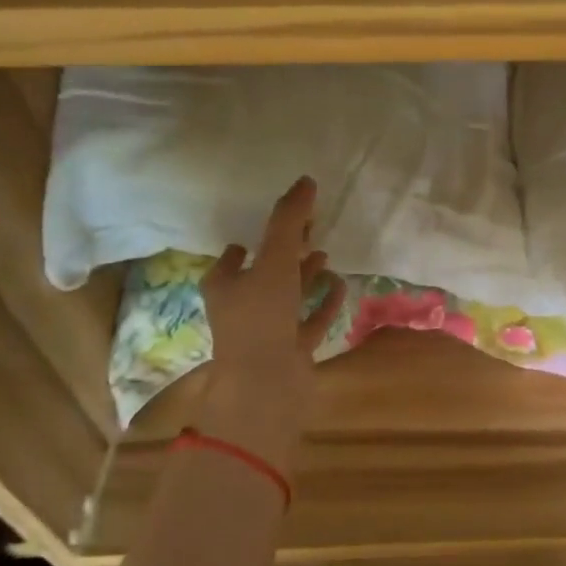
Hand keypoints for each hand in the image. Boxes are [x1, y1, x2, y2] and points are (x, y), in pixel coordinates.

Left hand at [197, 176, 344, 465]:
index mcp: (225, 284)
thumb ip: (289, 221)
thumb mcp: (274, 260)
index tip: (283, 220)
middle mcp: (241, 306)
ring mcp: (267, 331)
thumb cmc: (261, 316)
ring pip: (287, 297)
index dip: (256, 236)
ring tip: (326, 255)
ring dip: (305, 277)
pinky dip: (323, 303)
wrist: (267, 386)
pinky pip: (309, 320)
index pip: (235, 254)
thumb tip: (305, 180)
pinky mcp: (290, 350)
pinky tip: (339, 286)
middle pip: (264, 272)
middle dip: (286, 253)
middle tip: (311, 232)